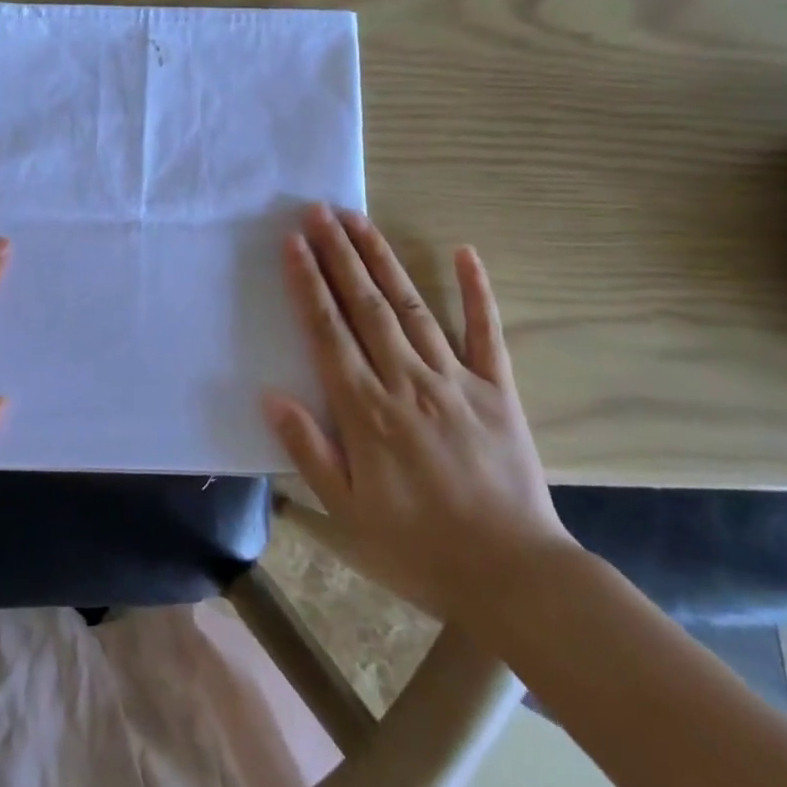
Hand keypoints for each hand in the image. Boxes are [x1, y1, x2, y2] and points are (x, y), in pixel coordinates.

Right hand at [262, 204, 573, 620]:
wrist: (514, 576)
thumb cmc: (419, 547)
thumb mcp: (348, 511)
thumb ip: (309, 449)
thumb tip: (271, 395)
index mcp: (367, 410)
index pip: (328, 331)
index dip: (307, 283)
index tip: (292, 243)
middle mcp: (407, 381)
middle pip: (365, 305)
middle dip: (338, 254)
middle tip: (319, 210)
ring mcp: (456, 380)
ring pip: (411, 306)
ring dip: (382, 259)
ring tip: (359, 219)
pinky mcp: (497, 389)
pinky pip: (486, 332)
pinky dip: (476, 290)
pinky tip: (464, 252)